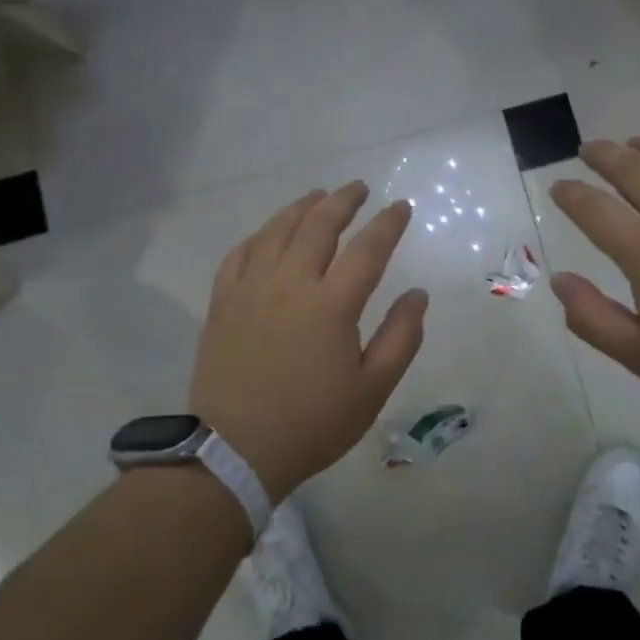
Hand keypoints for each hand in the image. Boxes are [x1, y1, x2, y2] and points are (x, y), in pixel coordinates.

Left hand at [190, 183, 427, 499]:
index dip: (387, 223)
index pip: (367, 249)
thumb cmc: (312, 424)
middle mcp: (289, 284)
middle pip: (318, 225)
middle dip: (342, 200)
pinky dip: (259, 236)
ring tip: (317, 197)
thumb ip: (400, 338)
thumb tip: (417, 294)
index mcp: (331, 305)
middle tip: (358, 188)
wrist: (235, 450)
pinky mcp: (222, 302)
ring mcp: (250, 290)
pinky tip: (268, 234)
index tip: (400, 207)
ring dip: (301, 207)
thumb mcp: (372, 389)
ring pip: (276, 231)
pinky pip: (239, 254)